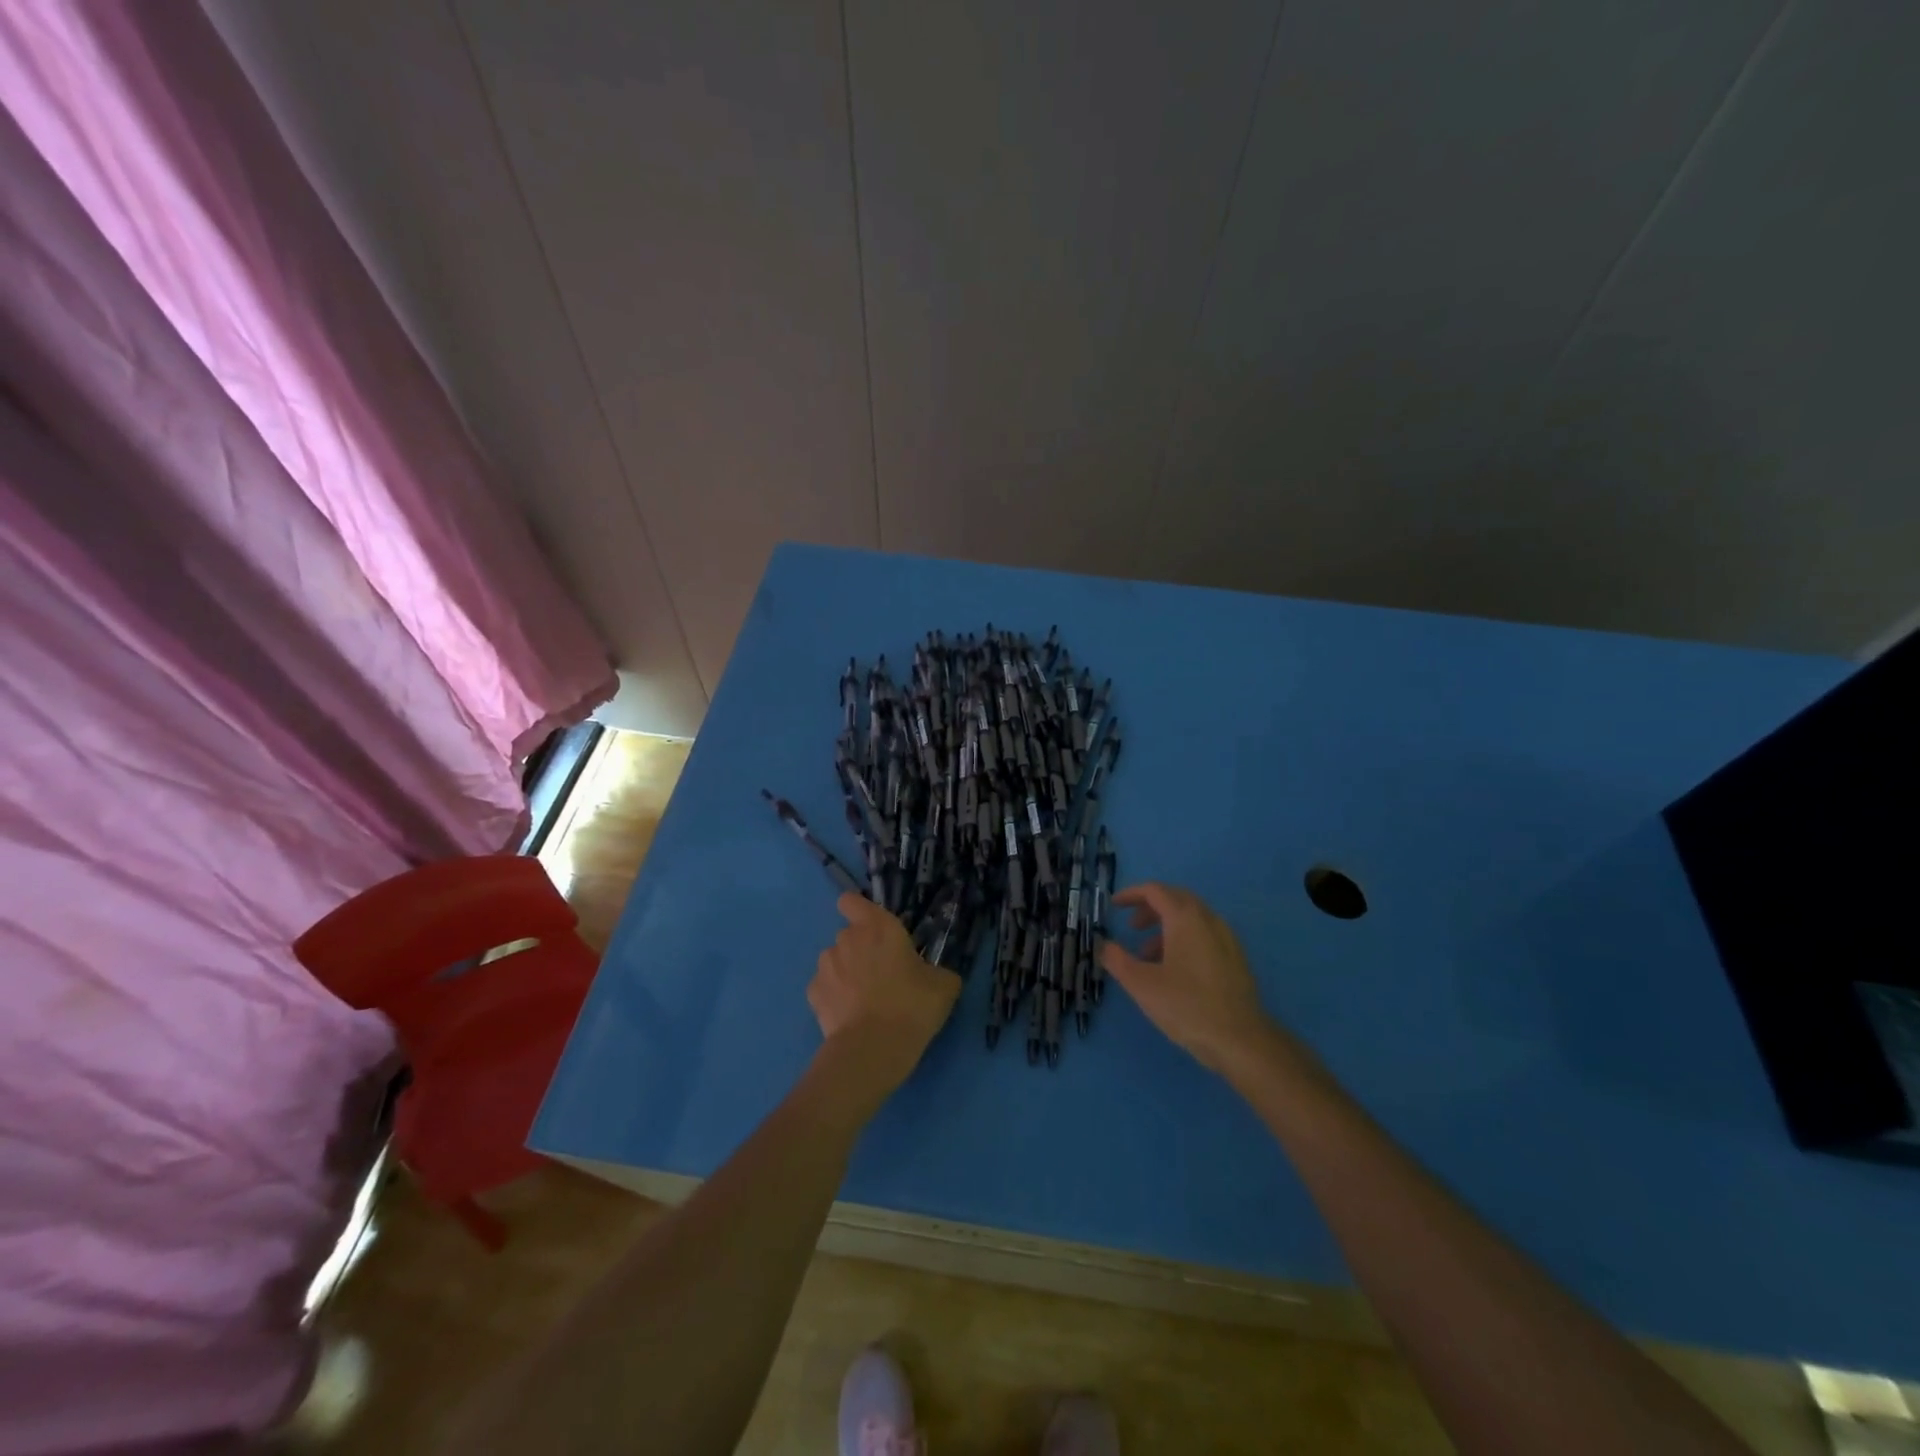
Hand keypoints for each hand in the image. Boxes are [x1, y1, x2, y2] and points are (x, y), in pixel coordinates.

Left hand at [809, 893, 961, 1101]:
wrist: (872, 1049)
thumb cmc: (911, 1006)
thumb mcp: (944, 986)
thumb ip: (938, 971)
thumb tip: (935, 975)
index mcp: (878, 927)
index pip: (852, 902)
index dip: (858, 910)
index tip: (873, 928)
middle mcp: (847, 939)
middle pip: (849, 935)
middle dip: (861, 949)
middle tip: (882, 975)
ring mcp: (826, 966)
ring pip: (835, 960)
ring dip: (846, 971)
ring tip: (864, 999)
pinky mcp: (813, 994)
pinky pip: (825, 987)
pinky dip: (834, 996)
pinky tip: (850, 1015)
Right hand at [1098, 883, 1281, 1074]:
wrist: (1240, 1040)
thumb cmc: (1186, 1006)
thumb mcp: (1141, 984)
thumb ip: (1117, 960)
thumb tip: (1104, 945)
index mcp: (1185, 918)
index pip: (1155, 891)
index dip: (1131, 895)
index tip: (1114, 906)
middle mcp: (1209, 919)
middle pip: (1176, 899)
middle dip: (1150, 908)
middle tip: (1132, 927)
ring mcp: (1227, 938)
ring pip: (1192, 918)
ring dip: (1166, 927)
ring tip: (1148, 956)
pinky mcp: (1236, 958)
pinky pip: (1205, 934)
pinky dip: (1184, 939)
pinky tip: (1175, 970)